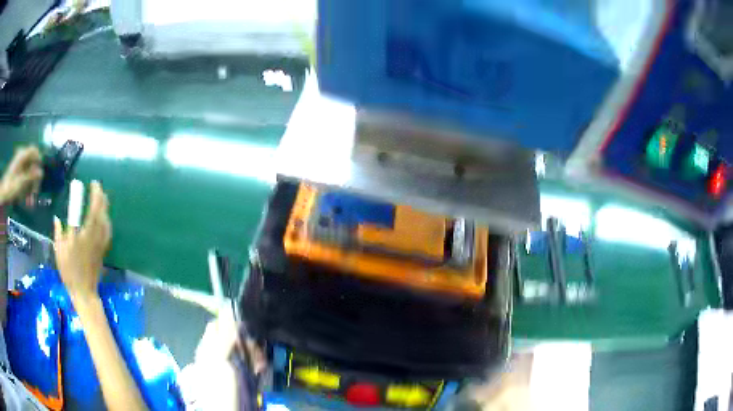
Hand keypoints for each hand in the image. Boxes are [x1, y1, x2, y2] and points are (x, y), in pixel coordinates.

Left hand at [0, 146, 42, 206]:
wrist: (3, 194)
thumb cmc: (11, 187)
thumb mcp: (21, 182)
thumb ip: (31, 176)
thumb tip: (41, 172)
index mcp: (22, 155)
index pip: (34, 150)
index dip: (38, 160)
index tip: (41, 173)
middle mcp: (21, 157)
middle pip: (32, 163)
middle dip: (34, 179)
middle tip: (35, 193)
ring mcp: (18, 166)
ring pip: (28, 173)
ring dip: (30, 186)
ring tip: (30, 201)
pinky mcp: (17, 174)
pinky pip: (24, 178)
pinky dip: (26, 188)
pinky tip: (26, 198)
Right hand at [54, 181, 110, 299]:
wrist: (84, 292)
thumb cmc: (69, 272)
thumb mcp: (59, 252)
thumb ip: (59, 233)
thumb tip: (57, 219)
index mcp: (80, 236)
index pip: (86, 210)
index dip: (88, 196)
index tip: (86, 184)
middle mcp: (92, 237)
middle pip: (99, 212)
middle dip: (99, 196)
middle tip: (96, 185)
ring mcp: (99, 243)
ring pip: (105, 220)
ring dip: (104, 205)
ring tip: (101, 195)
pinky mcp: (103, 250)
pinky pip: (107, 230)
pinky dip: (106, 219)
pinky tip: (105, 215)